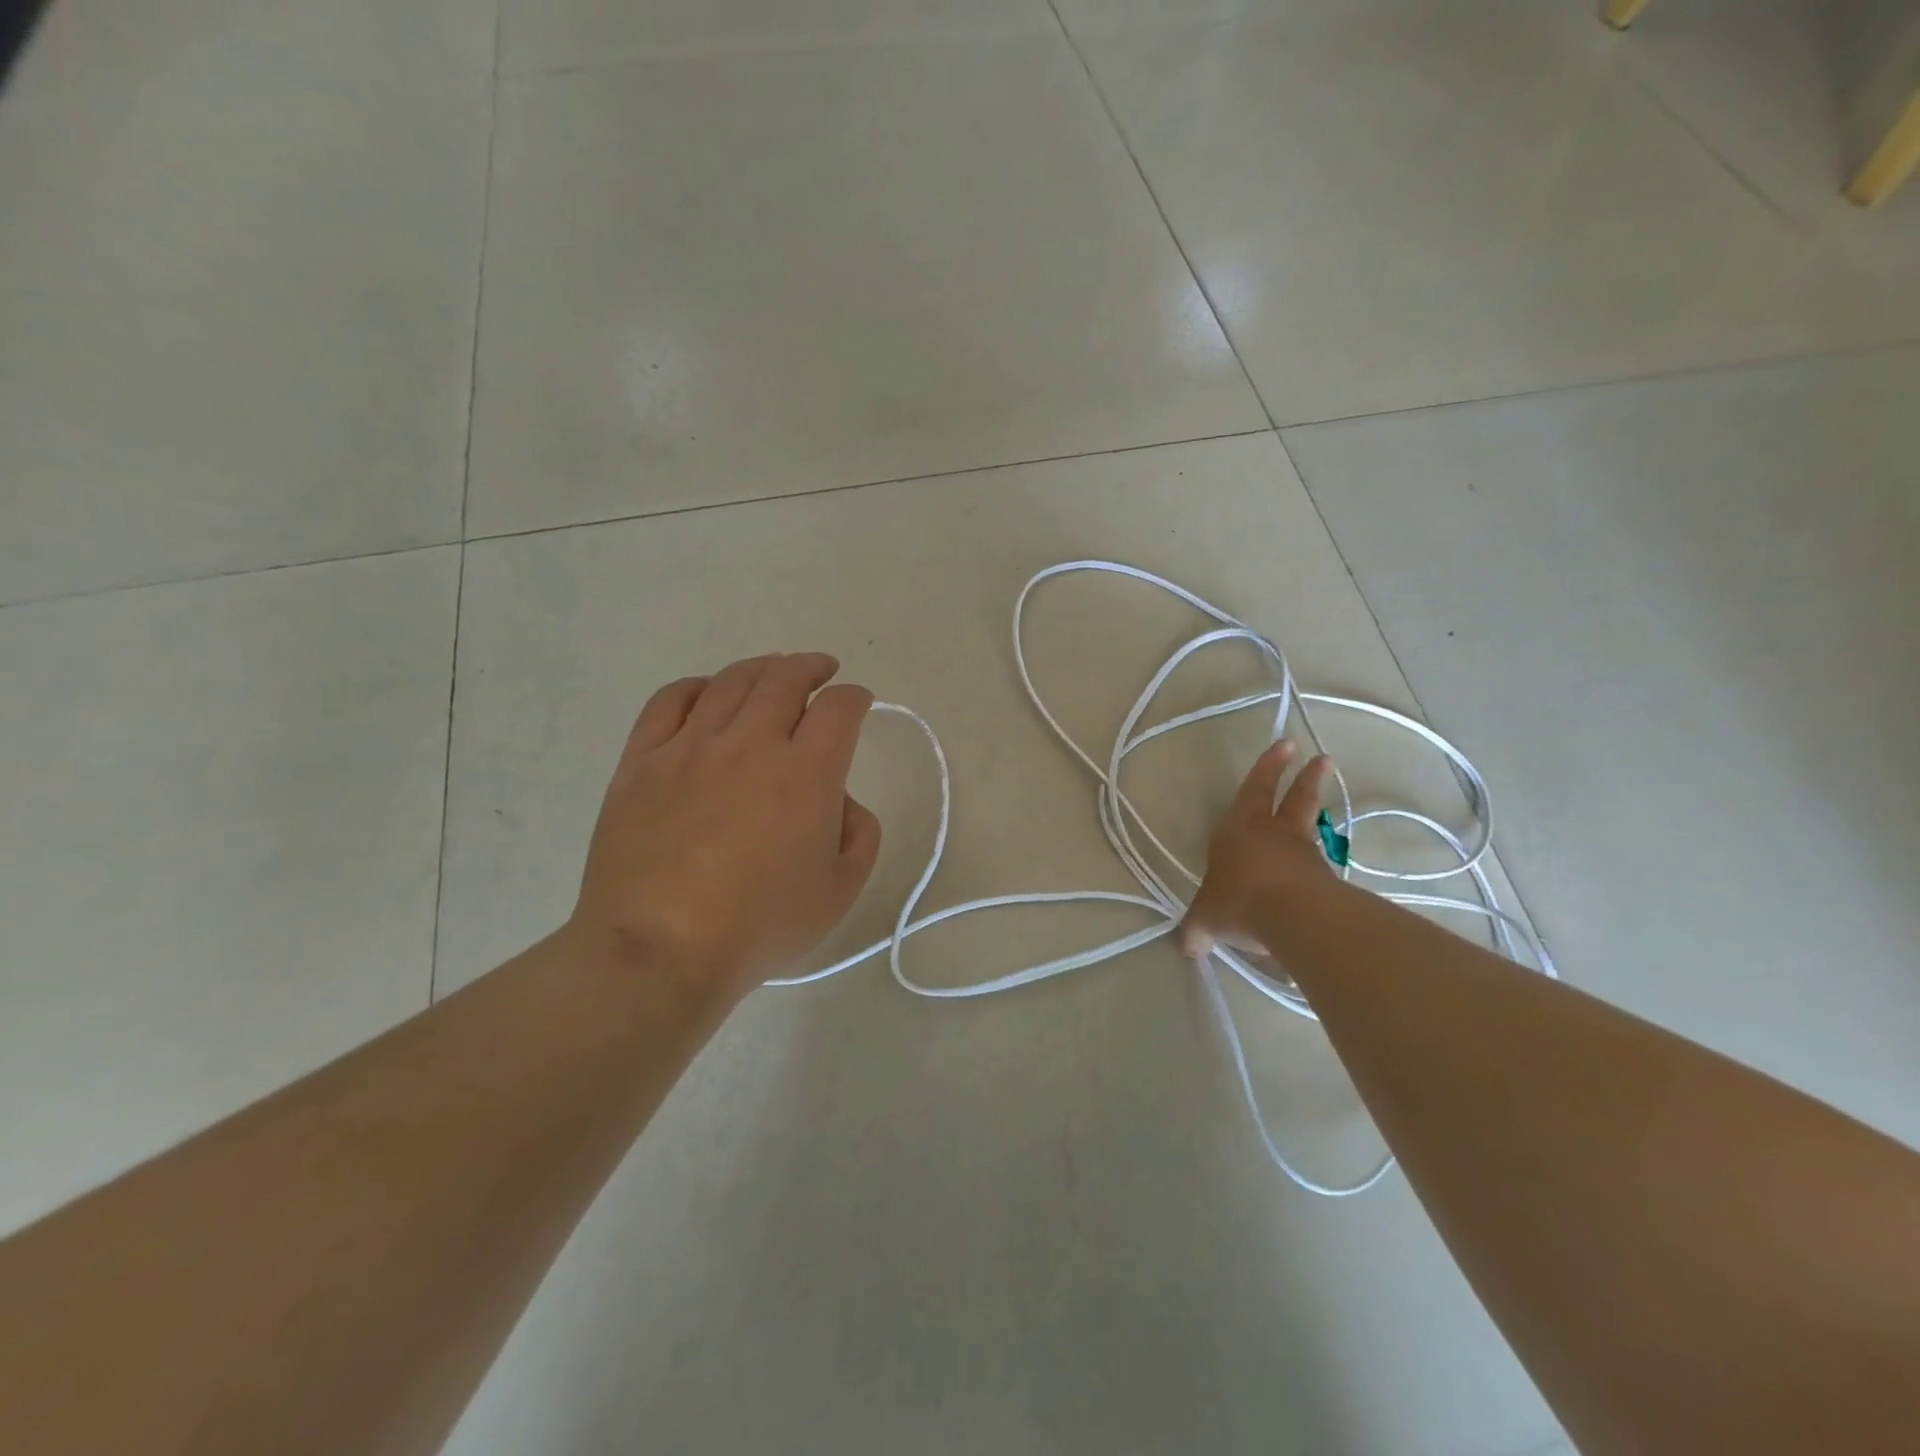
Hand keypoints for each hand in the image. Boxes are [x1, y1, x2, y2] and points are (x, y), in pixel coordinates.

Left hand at [569, 653, 881, 1003]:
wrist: (659, 951)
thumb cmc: (759, 926)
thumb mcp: (840, 890)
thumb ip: (861, 833)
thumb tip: (840, 799)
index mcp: (806, 772)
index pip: (839, 708)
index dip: (855, 698)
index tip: (858, 702)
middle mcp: (751, 743)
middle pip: (785, 678)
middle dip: (812, 667)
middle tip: (821, 671)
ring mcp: (691, 747)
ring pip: (731, 681)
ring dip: (762, 668)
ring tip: (772, 672)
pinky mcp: (642, 761)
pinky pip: (670, 701)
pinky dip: (697, 686)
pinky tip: (707, 693)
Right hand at [1180, 740, 1335, 960]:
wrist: (1294, 916)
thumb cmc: (1239, 899)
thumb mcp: (1206, 919)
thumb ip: (1197, 930)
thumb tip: (1187, 947)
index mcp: (1239, 829)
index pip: (1253, 790)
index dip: (1267, 768)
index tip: (1285, 745)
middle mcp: (1273, 833)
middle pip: (1293, 798)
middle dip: (1303, 777)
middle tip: (1321, 758)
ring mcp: (1302, 854)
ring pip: (1309, 827)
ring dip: (1314, 812)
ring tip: (1320, 805)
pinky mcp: (1323, 878)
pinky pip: (1314, 866)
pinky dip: (1313, 864)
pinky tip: (1311, 877)